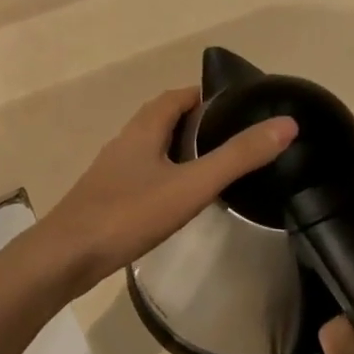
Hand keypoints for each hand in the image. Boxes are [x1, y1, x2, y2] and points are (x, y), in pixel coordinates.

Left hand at [38, 87, 296, 296]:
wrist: (67, 256)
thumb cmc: (129, 214)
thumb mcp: (191, 185)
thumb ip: (237, 157)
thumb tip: (286, 124)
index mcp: (142, 130)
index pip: (175, 97)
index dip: (204, 97)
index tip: (236, 108)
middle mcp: (124, 143)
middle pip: (161, 120)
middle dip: (195, 124)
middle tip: (231, 140)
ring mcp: (111, 172)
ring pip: (150, 150)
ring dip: (178, 151)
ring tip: (211, 169)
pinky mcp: (105, 198)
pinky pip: (140, 176)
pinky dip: (163, 176)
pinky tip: (176, 201)